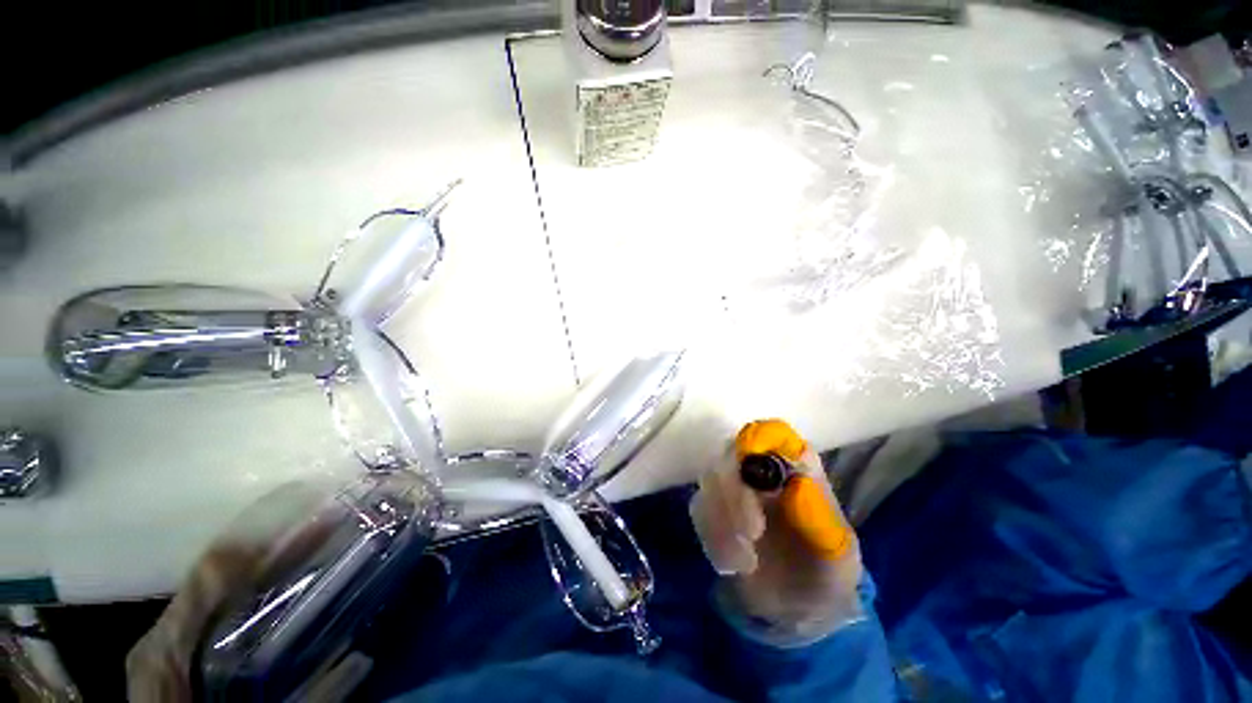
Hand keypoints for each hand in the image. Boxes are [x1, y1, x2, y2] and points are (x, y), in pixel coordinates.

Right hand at [690, 420, 863, 644]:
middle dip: (736, 492)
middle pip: (733, 453)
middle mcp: (761, 469)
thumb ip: (821, 521)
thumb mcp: (837, 556)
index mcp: (796, 468)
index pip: (773, 434)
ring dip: (723, 520)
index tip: (753, 470)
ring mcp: (733, 486)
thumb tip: (797, 485)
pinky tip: (733, 565)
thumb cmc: (824, 574)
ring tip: (747, 562)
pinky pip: (699, 508)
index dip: (759, 441)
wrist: (794, 609)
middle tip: (752, 533)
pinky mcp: (712, 508)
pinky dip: (713, 537)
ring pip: (710, 478)